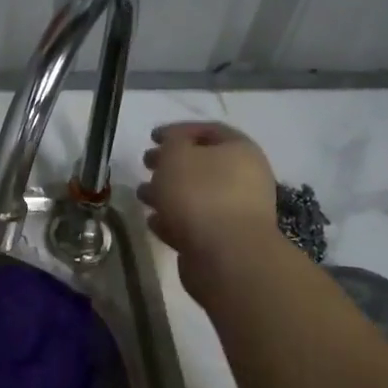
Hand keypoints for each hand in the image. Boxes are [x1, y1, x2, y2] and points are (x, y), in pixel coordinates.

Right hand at [138, 123, 283, 300]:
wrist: (226, 257)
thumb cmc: (201, 194)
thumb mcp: (176, 154)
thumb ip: (171, 142)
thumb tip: (173, 145)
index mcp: (241, 150)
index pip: (209, 130)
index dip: (179, 130)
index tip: (151, 137)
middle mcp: (245, 178)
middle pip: (203, 164)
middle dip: (170, 163)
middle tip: (146, 165)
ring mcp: (236, 212)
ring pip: (196, 195)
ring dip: (168, 193)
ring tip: (142, 196)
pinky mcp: (224, 241)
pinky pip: (195, 223)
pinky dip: (174, 219)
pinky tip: (154, 222)